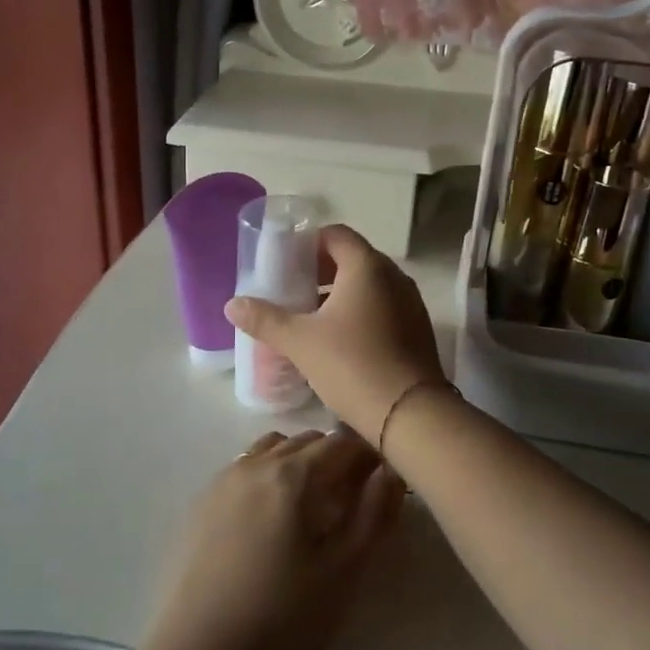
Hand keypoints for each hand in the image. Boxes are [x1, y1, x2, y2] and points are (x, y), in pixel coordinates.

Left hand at [142, 430, 403, 649]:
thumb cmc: (281, 621)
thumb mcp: (342, 573)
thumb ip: (373, 514)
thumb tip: (391, 470)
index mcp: (293, 475)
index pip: (343, 443)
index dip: (370, 454)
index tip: (385, 478)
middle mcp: (255, 464)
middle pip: (307, 441)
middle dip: (336, 457)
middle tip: (354, 496)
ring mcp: (223, 480)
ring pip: (272, 449)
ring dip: (299, 462)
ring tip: (312, 504)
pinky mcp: (201, 504)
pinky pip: (244, 468)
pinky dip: (268, 474)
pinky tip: (270, 517)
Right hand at [225, 224, 445, 441]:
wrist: (411, 414)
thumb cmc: (352, 365)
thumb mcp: (300, 342)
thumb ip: (265, 319)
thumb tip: (232, 304)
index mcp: (367, 266)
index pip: (335, 235)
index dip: (308, 244)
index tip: (285, 263)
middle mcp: (393, 276)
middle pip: (352, 259)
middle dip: (320, 271)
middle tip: (291, 291)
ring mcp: (410, 303)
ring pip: (368, 286)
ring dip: (339, 294)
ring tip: (309, 317)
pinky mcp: (417, 328)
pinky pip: (382, 307)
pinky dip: (359, 312)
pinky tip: (338, 340)